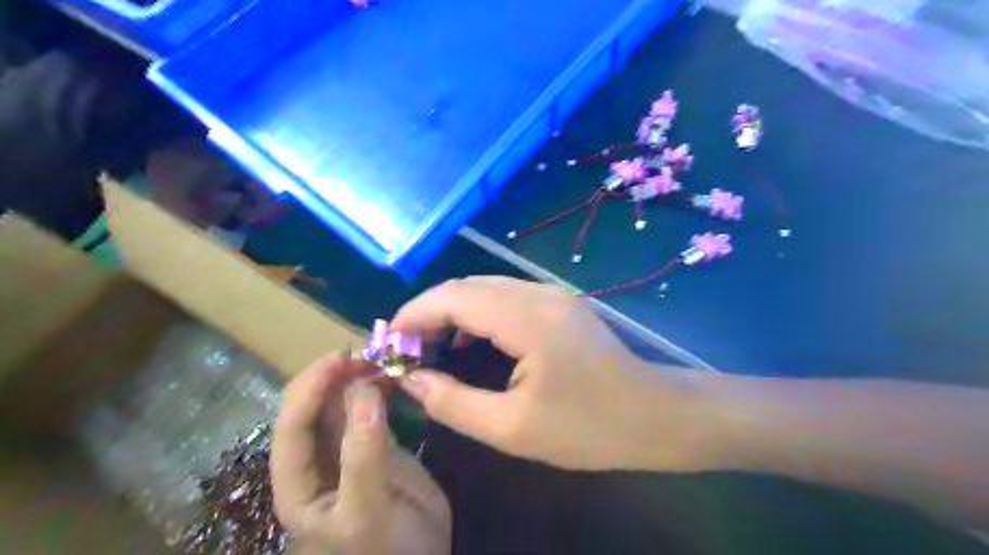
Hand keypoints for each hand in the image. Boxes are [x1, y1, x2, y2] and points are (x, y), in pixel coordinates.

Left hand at [273, 354, 449, 553]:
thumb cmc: (386, 552)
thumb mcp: (368, 513)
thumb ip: (363, 456)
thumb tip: (364, 392)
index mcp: (298, 483)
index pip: (292, 427)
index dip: (311, 388)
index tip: (341, 357)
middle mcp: (317, 460)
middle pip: (313, 407)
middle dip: (334, 375)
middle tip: (369, 353)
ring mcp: (348, 449)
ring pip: (343, 402)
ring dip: (358, 376)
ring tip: (382, 357)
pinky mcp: (377, 443)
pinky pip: (371, 407)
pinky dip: (379, 387)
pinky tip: (392, 374)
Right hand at [391, 278, 723, 473]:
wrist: (654, 414)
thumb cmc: (587, 426)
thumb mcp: (511, 427)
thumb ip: (452, 402)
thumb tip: (410, 380)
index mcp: (525, 317)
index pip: (452, 297)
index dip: (413, 314)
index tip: (388, 342)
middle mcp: (536, 292)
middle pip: (466, 287)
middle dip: (429, 312)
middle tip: (406, 349)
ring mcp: (551, 294)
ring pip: (485, 288)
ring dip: (453, 311)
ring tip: (431, 346)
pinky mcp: (559, 303)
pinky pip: (506, 297)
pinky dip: (478, 313)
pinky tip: (471, 342)